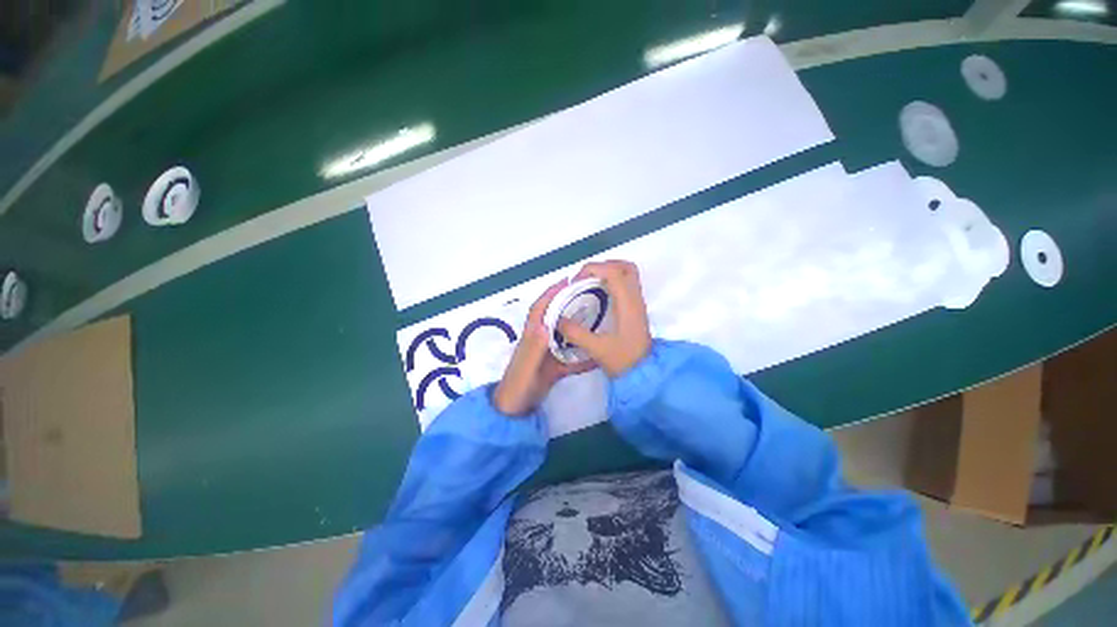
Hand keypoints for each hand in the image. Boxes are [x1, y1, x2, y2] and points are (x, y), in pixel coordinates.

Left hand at [493, 280, 596, 415]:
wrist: (513, 414)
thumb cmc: (516, 390)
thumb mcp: (525, 369)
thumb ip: (534, 348)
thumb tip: (545, 323)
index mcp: (531, 338)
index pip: (540, 311)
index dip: (550, 294)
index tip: (565, 282)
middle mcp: (539, 342)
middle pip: (553, 319)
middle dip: (567, 305)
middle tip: (588, 296)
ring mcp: (546, 355)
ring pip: (563, 336)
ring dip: (576, 327)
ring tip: (596, 318)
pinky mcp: (552, 368)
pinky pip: (569, 357)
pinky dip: (582, 355)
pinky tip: (596, 354)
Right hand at [558, 260, 651, 376]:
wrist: (645, 374)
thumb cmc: (623, 360)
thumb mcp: (597, 348)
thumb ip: (576, 333)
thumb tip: (558, 320)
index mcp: (627, 304)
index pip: (613, 272)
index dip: (592, 269)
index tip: (576, 282)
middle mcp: (635, 298)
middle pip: (625, 267)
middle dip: (603, 266)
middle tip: (585, 277)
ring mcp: (637, 302)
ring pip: (628, 274)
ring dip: (608, 272)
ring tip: (589, 283)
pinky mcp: (636, 309)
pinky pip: (626, 284)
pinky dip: (612, 282)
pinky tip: (598, 295)